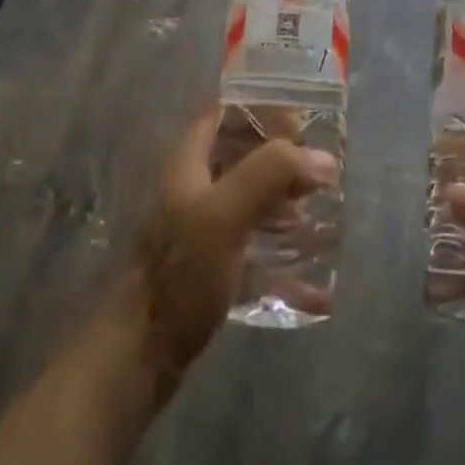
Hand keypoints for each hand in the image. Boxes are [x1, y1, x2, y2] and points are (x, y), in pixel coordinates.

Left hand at [128, 106, 337, 389]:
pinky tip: (316, 287)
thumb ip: (269, 175)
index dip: (260, 109)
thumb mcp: (223, 215)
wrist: (140, 356)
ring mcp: (201, 231)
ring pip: (250, 204)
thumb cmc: (180, 274)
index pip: (222, 113)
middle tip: (322, 176)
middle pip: (241, 157)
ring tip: (322, 221)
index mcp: (189, 163)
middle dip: (282, 162)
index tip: (303, 123)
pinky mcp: (211, 270)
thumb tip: (323, 158)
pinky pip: (255, 254)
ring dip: (286, 208)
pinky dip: (284, 262)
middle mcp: (193, 189)